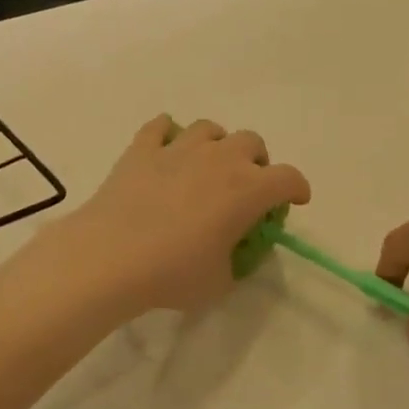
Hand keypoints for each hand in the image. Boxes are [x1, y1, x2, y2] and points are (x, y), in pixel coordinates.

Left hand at [61, 115, 310, 315]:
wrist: (111, 257)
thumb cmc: (173, 274)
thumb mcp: (220, 282)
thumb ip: (236, 261)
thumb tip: (232, 251)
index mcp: (248, 189)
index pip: (288, 178)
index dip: (297, 189)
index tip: (294, 201)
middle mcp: (219, 159)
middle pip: (252, 142)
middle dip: (257, 161)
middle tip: (247, 186)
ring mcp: (179, 149)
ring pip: (209, 128)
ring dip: (216, 144)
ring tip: (207, 166)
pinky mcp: (142, 149)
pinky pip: (160, 126)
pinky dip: (168, 133)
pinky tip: (165, 148)